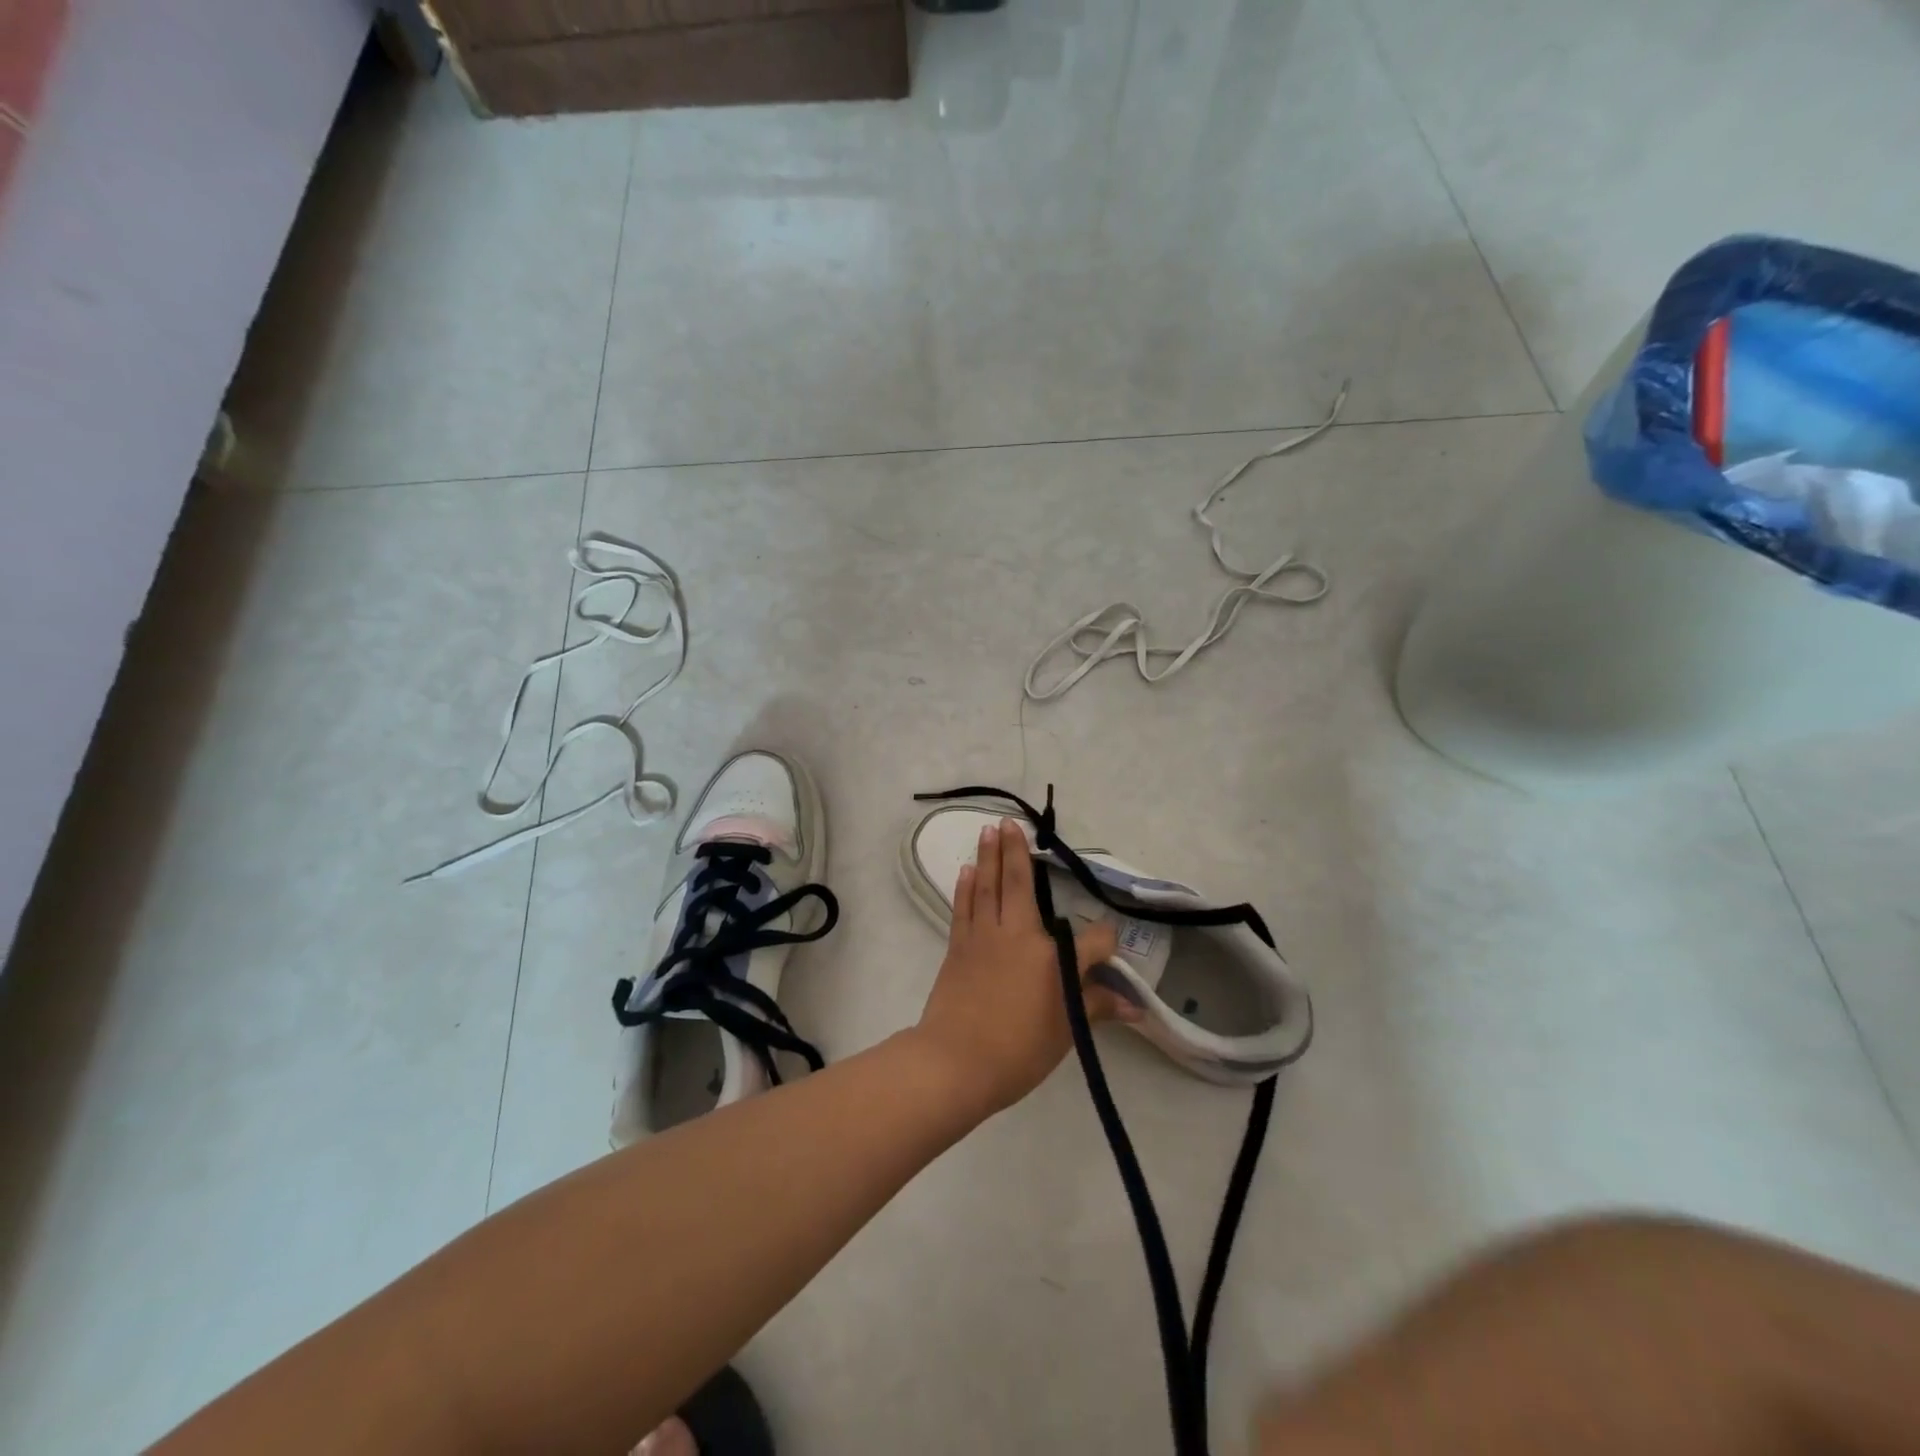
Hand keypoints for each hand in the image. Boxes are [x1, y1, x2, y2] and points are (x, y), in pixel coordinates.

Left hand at [912, 818, 1137, 1117]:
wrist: (954, 1062)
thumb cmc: (1017, 1052)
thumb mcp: (1064, 1033)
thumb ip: (1096, 1008)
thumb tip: (1136, 1007)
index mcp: (1052, 959)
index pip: (1091, 940)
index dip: (1104, 941)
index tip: (1108, 945)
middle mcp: (1018, 936)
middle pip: (1021, 884)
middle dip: (1017, 851)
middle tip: (1011, 822)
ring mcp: (984, 937)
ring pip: (988, 886)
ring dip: (989, 857)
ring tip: (989, 829)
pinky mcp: (959, 946)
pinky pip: (964, 907)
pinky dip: (966, 887)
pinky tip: (967, 870)